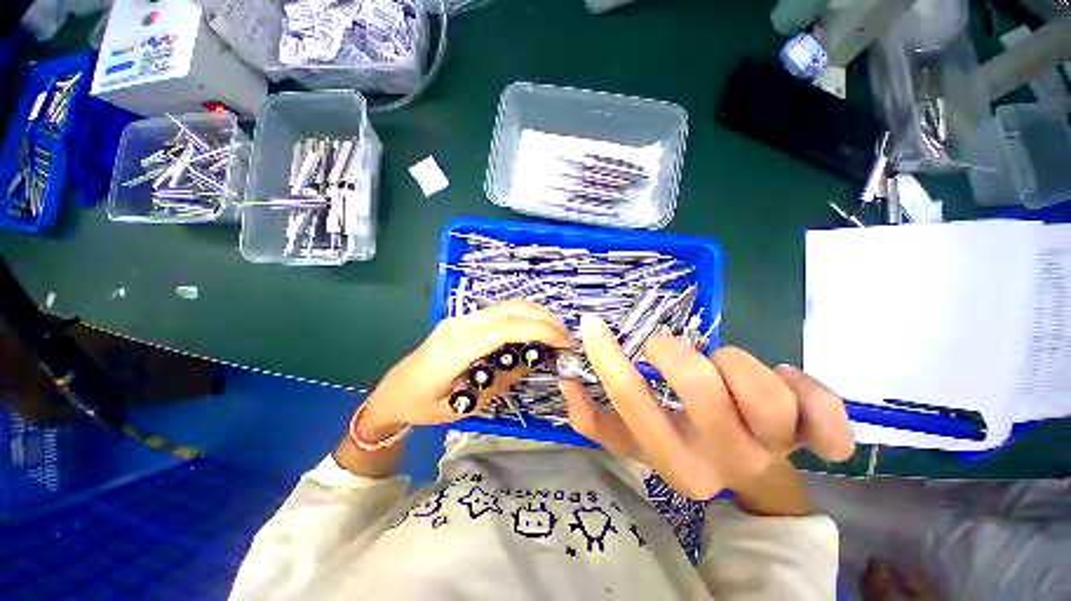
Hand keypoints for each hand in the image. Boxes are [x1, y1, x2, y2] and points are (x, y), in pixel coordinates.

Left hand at [357, 300, 575, 439]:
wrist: (393, 391)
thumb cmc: (424, 406)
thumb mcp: (465, 406)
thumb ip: (502, 380)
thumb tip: (533, 360)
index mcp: (454, 350)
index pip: (503, 329)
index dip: (538, 330)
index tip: (564, 343)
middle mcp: (459, 325)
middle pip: (509, 310)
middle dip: (544, 319)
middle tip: (567, 338)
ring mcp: (461, 318)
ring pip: (507, 305)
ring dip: (537, 314)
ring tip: (556, 333)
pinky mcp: (465, 318)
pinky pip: (500, 311)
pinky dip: (524, 316)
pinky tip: (535, 329)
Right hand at [559, 314, 854, 499]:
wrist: (754, 480)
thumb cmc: (686, 449)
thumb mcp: (634, 442)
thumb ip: (595, 419)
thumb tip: (568, 383)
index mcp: (673, 462)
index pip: (631, 402)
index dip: (607, 356)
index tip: (593, 323)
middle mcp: (723, 460)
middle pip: (700, 386)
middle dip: (674, 352)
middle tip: (666, 349)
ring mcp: (777, 451)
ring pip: (763, 389)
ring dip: (735, 363)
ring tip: (725, 368)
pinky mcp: (818, 440)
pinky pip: (828, 415)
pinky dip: (812, 390)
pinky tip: (789, 378)